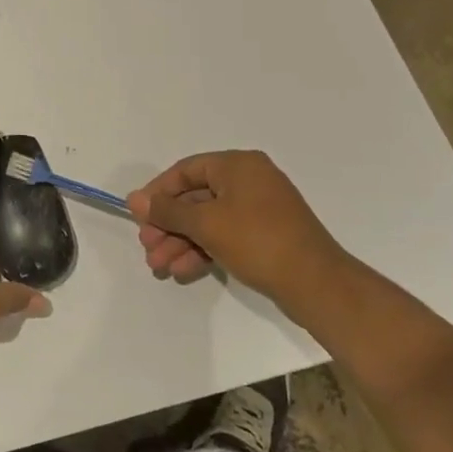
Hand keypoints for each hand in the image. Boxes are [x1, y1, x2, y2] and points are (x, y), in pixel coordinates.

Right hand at [126, 150, 350, 301]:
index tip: (139, 216)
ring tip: (160, 266)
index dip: (158, 193)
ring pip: (207, 220)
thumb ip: (167, 210)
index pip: (185, 170)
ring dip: (180, 242)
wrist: (317, 285)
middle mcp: (249, 180)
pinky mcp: (265, 235)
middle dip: (168, 225)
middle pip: (195, 198)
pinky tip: (182, 271)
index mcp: (238, 165)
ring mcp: (259, 209)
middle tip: (148, 247)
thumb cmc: (258, 241)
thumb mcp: (205, 224)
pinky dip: (202, 250)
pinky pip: (224, 235)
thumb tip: (134, 199)